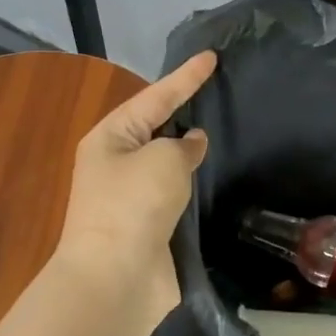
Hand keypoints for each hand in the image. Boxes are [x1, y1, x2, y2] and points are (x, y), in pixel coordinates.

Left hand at [53, 51, 216, 331]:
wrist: (116, 279)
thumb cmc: (134, 206)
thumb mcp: (163, 160)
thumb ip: (182, 145)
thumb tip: (191, 145)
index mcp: (111, 138)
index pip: (155, 97)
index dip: (186, 77)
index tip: (213, 56)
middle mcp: (117, 163)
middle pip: (157, 128)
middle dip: (186, 111)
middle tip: (220, 91)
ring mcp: (132, 197)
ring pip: (168, 163)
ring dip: (191, 152)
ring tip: (224, 130)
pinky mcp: (150, 226)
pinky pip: (177, 193)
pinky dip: (194, 184)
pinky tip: (217, 177)